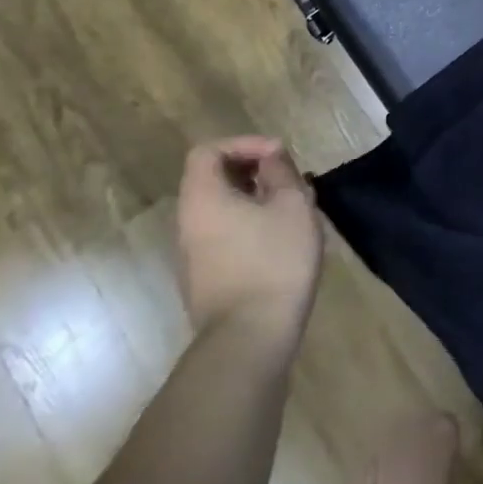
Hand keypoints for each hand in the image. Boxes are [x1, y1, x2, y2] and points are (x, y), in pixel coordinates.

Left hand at [175, 136, 322, 336]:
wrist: (250, 340)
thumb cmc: (274, 261)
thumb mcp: (292, 204)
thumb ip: (281, 171)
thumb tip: (271, 156)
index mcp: (203, 199)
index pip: (208, 151)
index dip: (243, 143)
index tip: (278, 155)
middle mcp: (189, 224)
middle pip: (213, 179)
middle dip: (254, 170)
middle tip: (289, 179)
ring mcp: (194, 255)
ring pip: (222, 208)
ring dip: (256, 198)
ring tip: (293, 207)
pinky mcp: (207, 279)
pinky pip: (225, 234)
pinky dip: (251, 223)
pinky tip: (283, 238)